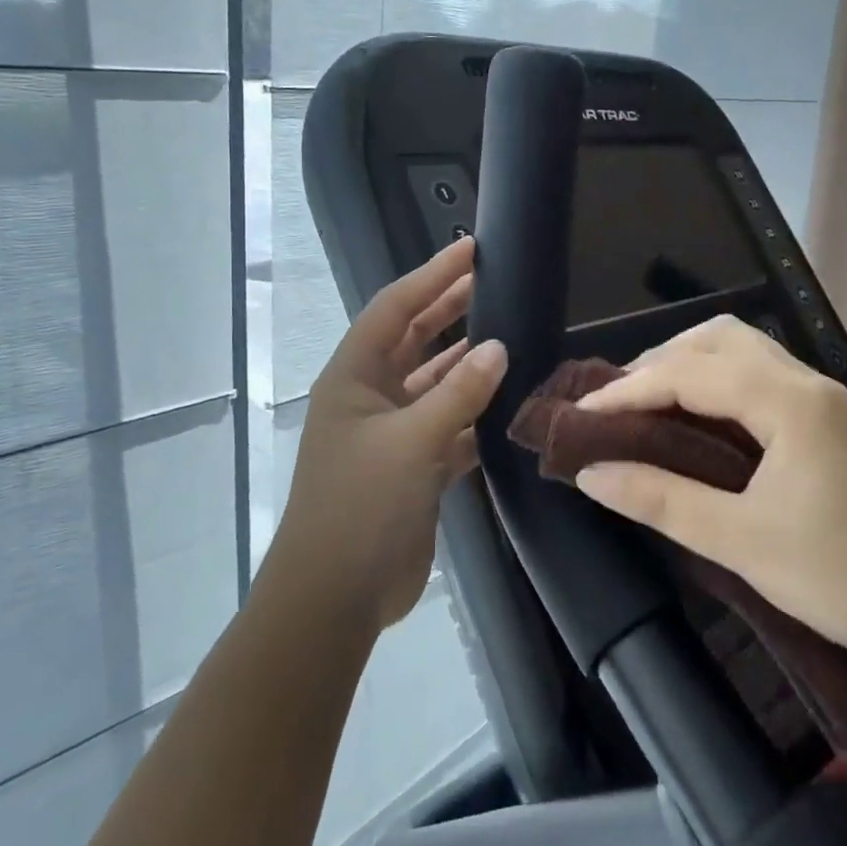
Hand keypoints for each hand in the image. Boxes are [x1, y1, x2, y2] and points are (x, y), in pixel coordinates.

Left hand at [266, 237, 507, 632]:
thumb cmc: (360, 506)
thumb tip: (499, 347)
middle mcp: (370, 397)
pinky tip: (509, 398)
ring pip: (435, 382)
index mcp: (353, 377)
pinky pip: (450, 425)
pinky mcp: (414, 466)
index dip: (431, 275)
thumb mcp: (411, 442)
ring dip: (467, 361)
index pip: (394, 309)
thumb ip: (458, 393)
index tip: (470, 249)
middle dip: (449, 307)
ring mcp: (392, 433)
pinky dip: (475, 411)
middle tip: (492, 278)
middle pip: (413, 338)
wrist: (336, 596)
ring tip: (510, 331)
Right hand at [573, 316, 846, 682]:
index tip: (581, 416)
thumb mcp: (743, 543)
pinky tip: (697, 417)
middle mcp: (807, 382)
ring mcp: (824, 397)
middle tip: (616, 403)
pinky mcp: (830, 419)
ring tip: (648, 403)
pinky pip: (760, 373)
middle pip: (718, 337)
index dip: (628, 390)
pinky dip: (716, 380)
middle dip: (659, 360)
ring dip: (689, 363)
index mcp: (788, 402)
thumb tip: (592, 472)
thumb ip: (662, 500)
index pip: (690, 373)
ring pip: (743, 349)